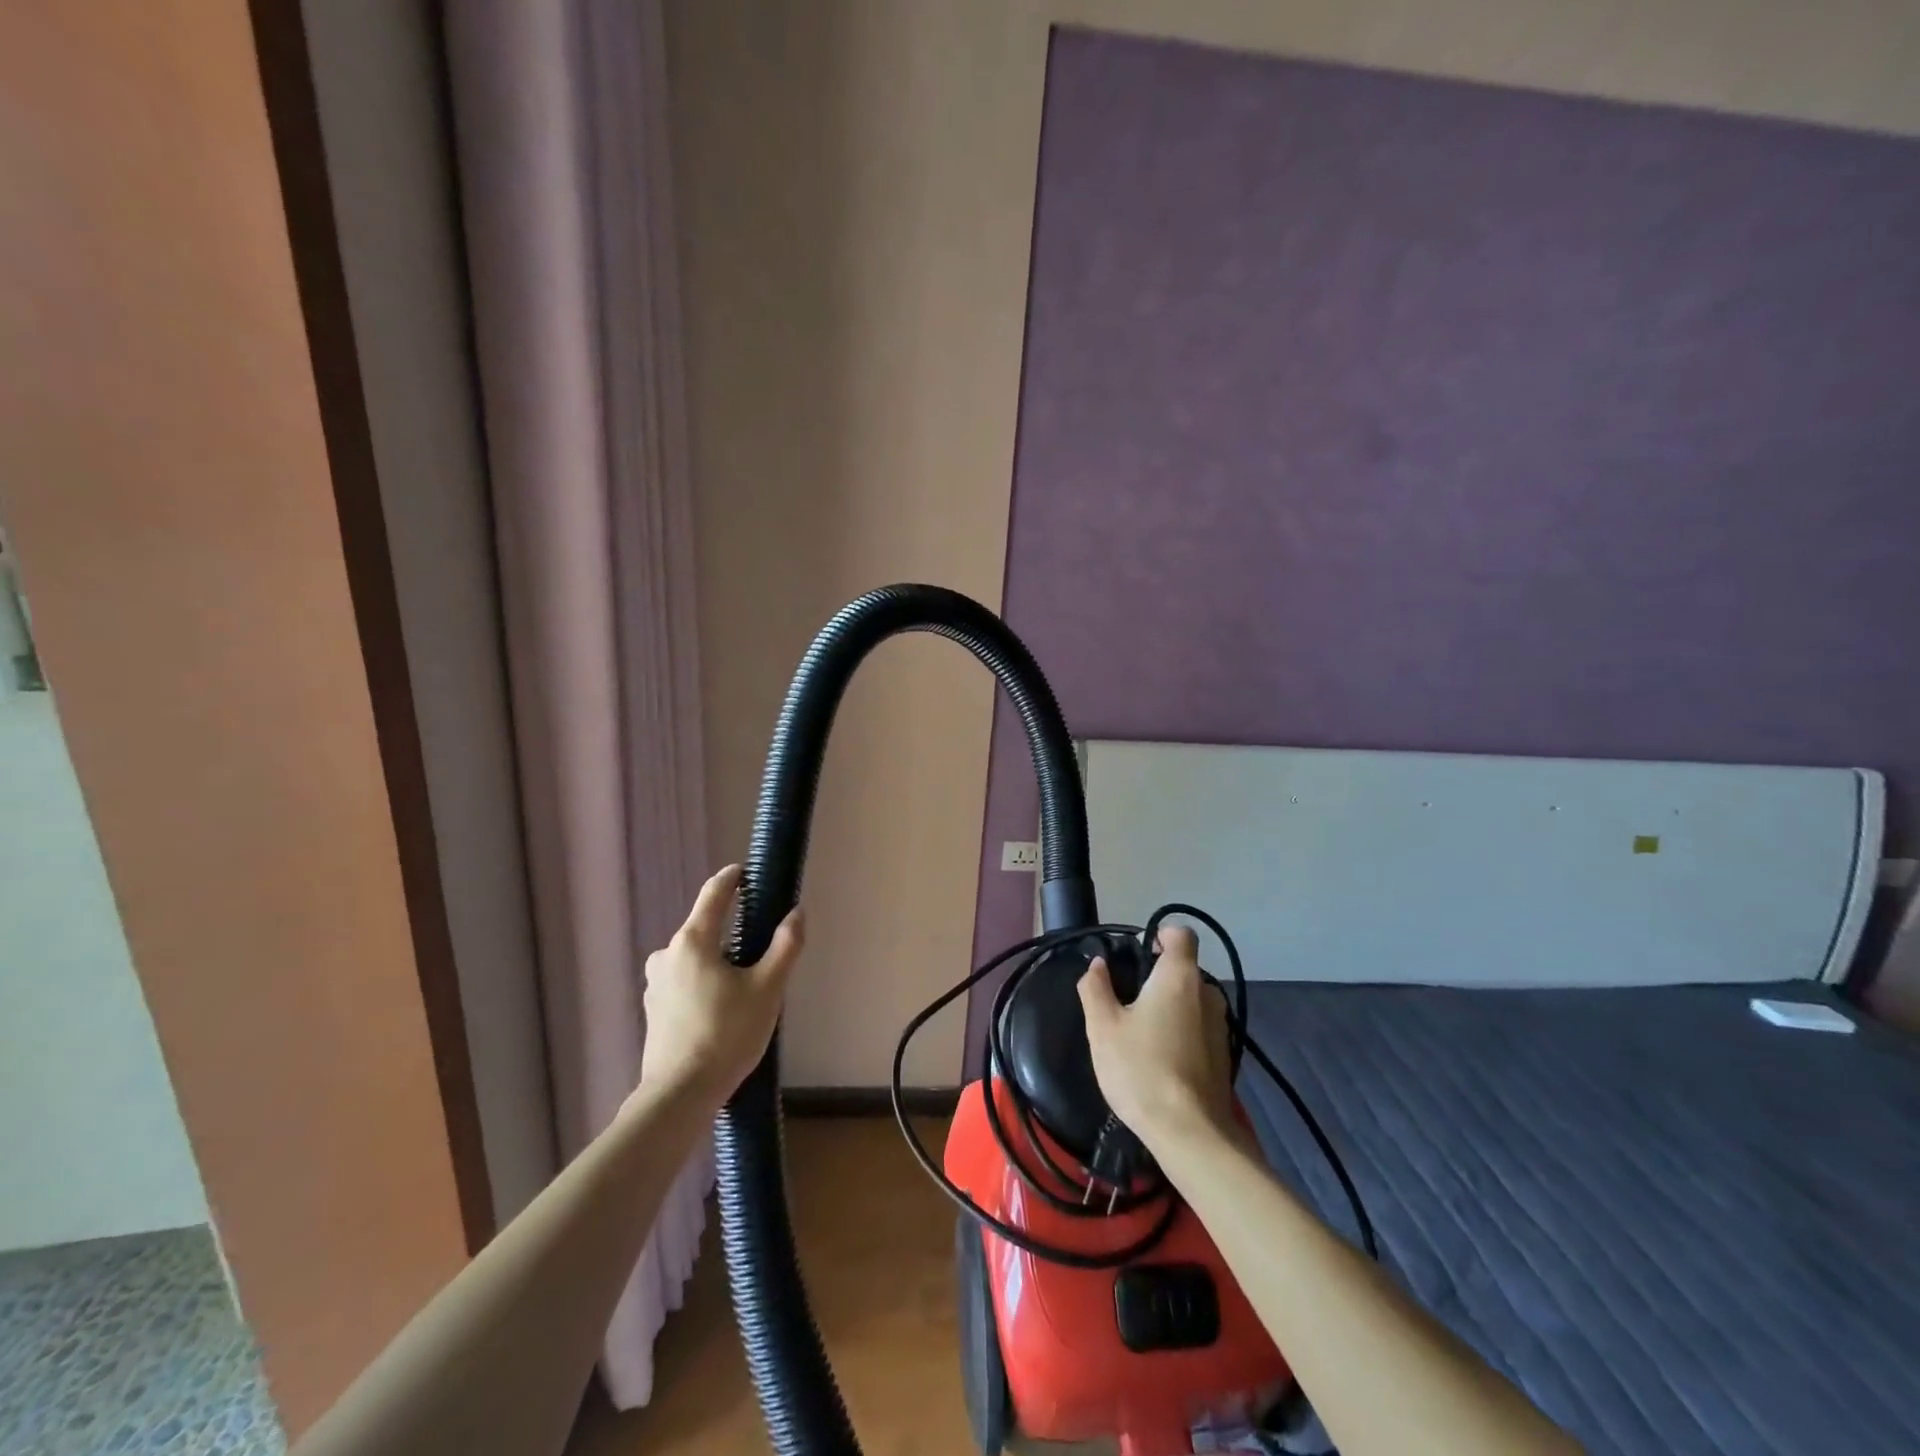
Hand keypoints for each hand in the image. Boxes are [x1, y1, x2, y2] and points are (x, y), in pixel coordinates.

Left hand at [636, 865, 803, 1110]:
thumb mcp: (768, 988)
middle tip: (761, 949)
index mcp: (693, 941)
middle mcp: (666, 954)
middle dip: (731, 931)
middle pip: (704, 929)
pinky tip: (722, 1009)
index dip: (732, 878)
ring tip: (745, 986)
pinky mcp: (654, 1009)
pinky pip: (684, 981)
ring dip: (718, 961)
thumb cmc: (727, 1034)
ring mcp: (655, 983)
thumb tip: (796, 914)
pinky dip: (704, 983)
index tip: (746, 871)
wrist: (680, 1095)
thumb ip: (785, 946)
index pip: (714, 894)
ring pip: (694, 958)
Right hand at [1078, 925, 1234, 1150]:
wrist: (1191, 1135)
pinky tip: (1160, 1059)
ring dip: (1170, 1007)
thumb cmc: (1141, 1070)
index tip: (1137, 955)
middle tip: (1127, 1001)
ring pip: (1192, 1000)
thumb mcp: (1103, 1027)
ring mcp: (1221, 1025)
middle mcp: (1207, 993)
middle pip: (1184, 969)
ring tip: (1141, 1034)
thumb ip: (1096, 988)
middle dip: (1157, 977)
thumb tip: (1097, 966)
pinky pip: (1199, 1027)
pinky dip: (1182, 1032)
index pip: (1181, 934)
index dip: (1160, 935)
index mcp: (1179, 977)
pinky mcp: (1225, 1054)